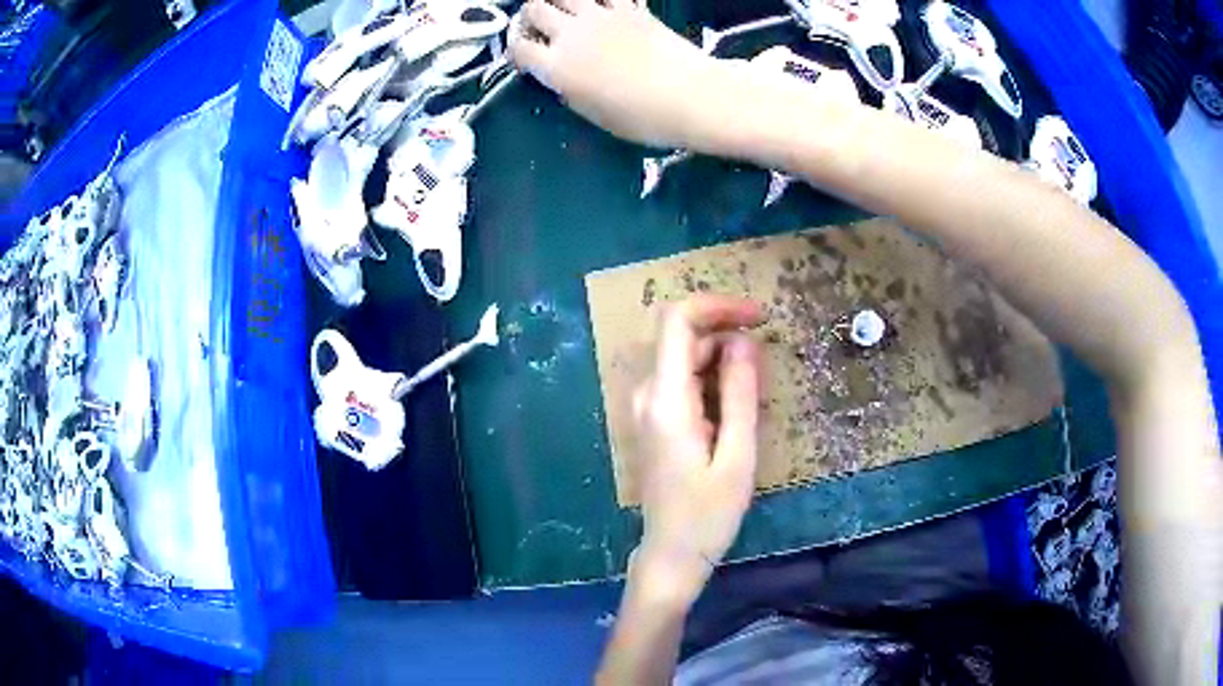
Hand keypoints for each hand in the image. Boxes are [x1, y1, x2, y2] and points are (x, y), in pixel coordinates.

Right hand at [509, 0, 726, 148]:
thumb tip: (562, 77)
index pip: (519, 47)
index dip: (516, 49)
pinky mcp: (629, 8)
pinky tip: (602, 6)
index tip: (526, 56)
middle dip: (531, 17)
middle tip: (542, 27)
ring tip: (566, 10)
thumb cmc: (641, 118)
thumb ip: (570, 89)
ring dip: (558, 0)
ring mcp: (600, 16)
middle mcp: (570, 34)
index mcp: (557, 67)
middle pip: (534, 9)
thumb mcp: (593, 114)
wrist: (689, 95)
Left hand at [629, 296, 764, 603]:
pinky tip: (734, 408)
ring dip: (721, 359)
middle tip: (765, 365)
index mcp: (665, 400)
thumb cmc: (709, 513)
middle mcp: (646, 394)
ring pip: (683, 357)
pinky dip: (710, 378)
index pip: (678, 321)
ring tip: (754, 393)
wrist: (671, 553)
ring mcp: (644, 406)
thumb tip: (743, 342)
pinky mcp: (652, 418)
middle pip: (682, 336)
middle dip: (726, 335)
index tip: (758, 317)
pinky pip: (681, 380)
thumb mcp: (738, 455)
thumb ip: (740, 394)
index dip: (718, 306)